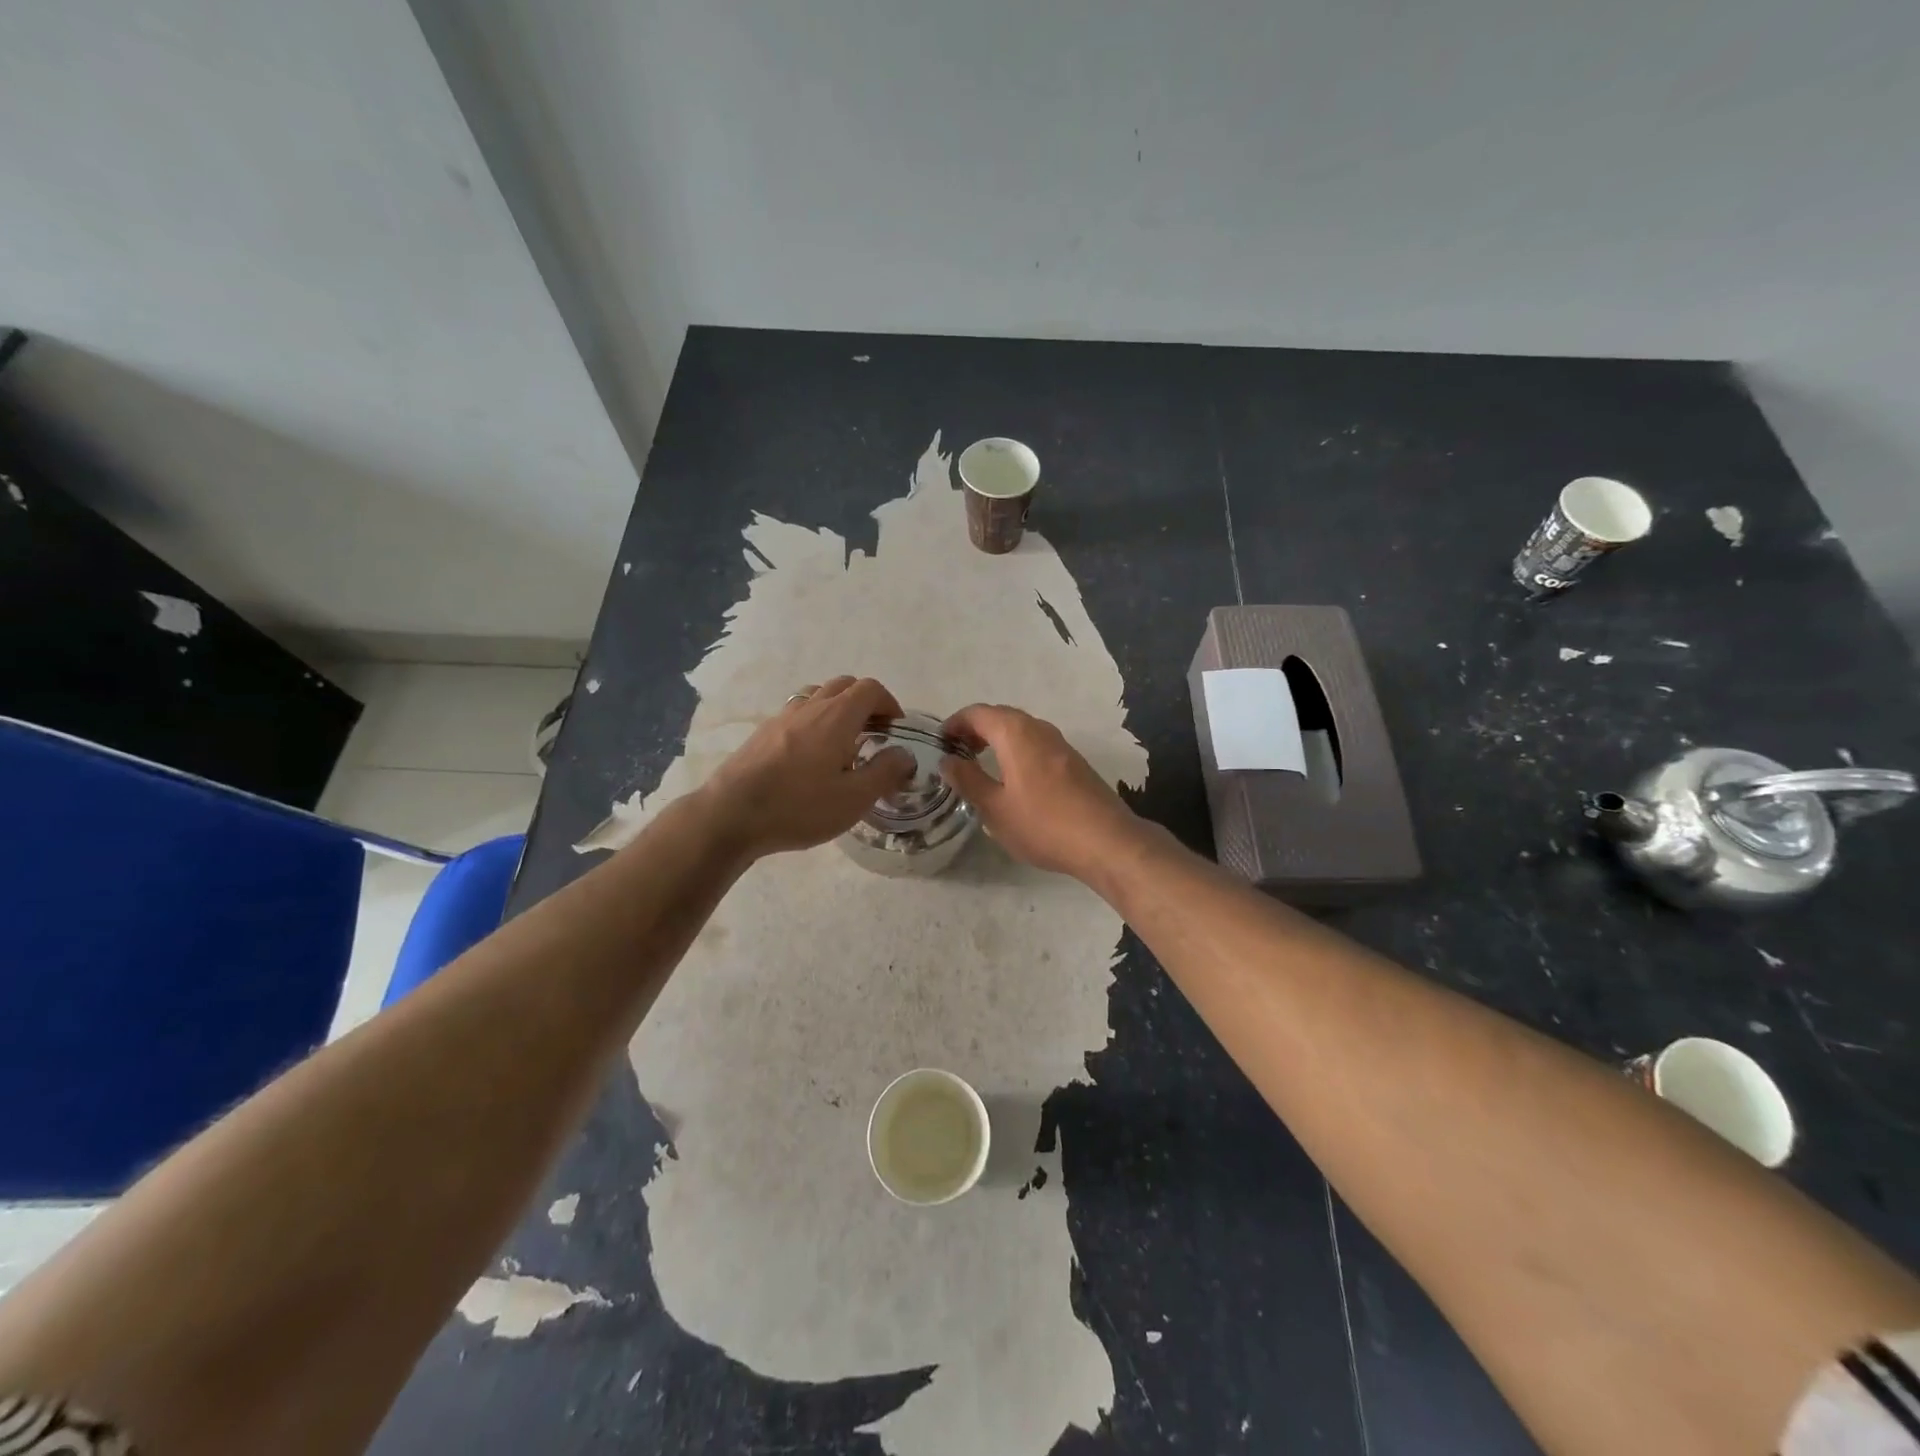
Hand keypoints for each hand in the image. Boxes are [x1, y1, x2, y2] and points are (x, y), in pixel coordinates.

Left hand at [702, 676, 914, 858]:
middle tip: (873, 735)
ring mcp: (782, 717)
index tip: (895, 730)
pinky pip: (797, 712)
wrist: (730, 815)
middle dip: (865, 703)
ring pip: (817, 695)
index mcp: (836, 717)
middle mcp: (809, 706)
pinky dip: (813, 721)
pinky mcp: (762, 733)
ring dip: (837, 709)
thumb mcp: (854, 799)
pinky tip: (810, 756)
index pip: (870, 689)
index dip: (889, 704)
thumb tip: (904, 754)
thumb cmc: (798, 807)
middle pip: (844, 685)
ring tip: (842, 742)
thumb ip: (885, 772)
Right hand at [939, 704, 1140, 878]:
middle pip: (1000, 716)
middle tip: (956, 754)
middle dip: (974, 730)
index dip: (954, 724)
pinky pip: (1036, 743)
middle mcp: (1039, 728)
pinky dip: (1016, 749)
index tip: (939, 744)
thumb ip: (968, 780)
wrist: (1106, 841)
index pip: (977, 713)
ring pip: (1020, 729)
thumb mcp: (995, 808)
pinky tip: (1012, 778)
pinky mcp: (1074, 760)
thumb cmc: (1043, 824)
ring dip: (996, 739)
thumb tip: (947, 760)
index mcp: (1015, 733)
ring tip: (980, 765)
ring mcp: (1060, 743)